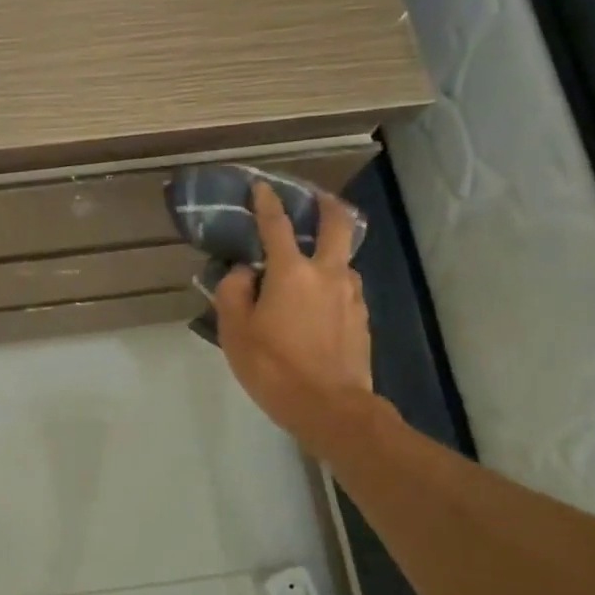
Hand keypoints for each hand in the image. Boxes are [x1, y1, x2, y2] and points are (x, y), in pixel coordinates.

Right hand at [215, 182, 372, 440]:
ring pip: (343, 260)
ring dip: (329, 252)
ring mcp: (350, 296)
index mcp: (291, 272)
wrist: (330, 407)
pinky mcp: (361, 319)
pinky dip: (331, 284)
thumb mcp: (235, 331)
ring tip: (310, 265)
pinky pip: (345, 289)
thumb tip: (243, 272)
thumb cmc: (274, 367)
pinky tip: (318, 303)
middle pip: (337, 225)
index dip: (266, 203)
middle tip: (316, 199)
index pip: (276, 225)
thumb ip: (233, 292)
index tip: (261, 186)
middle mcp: (327, 274)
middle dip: (327, 205)